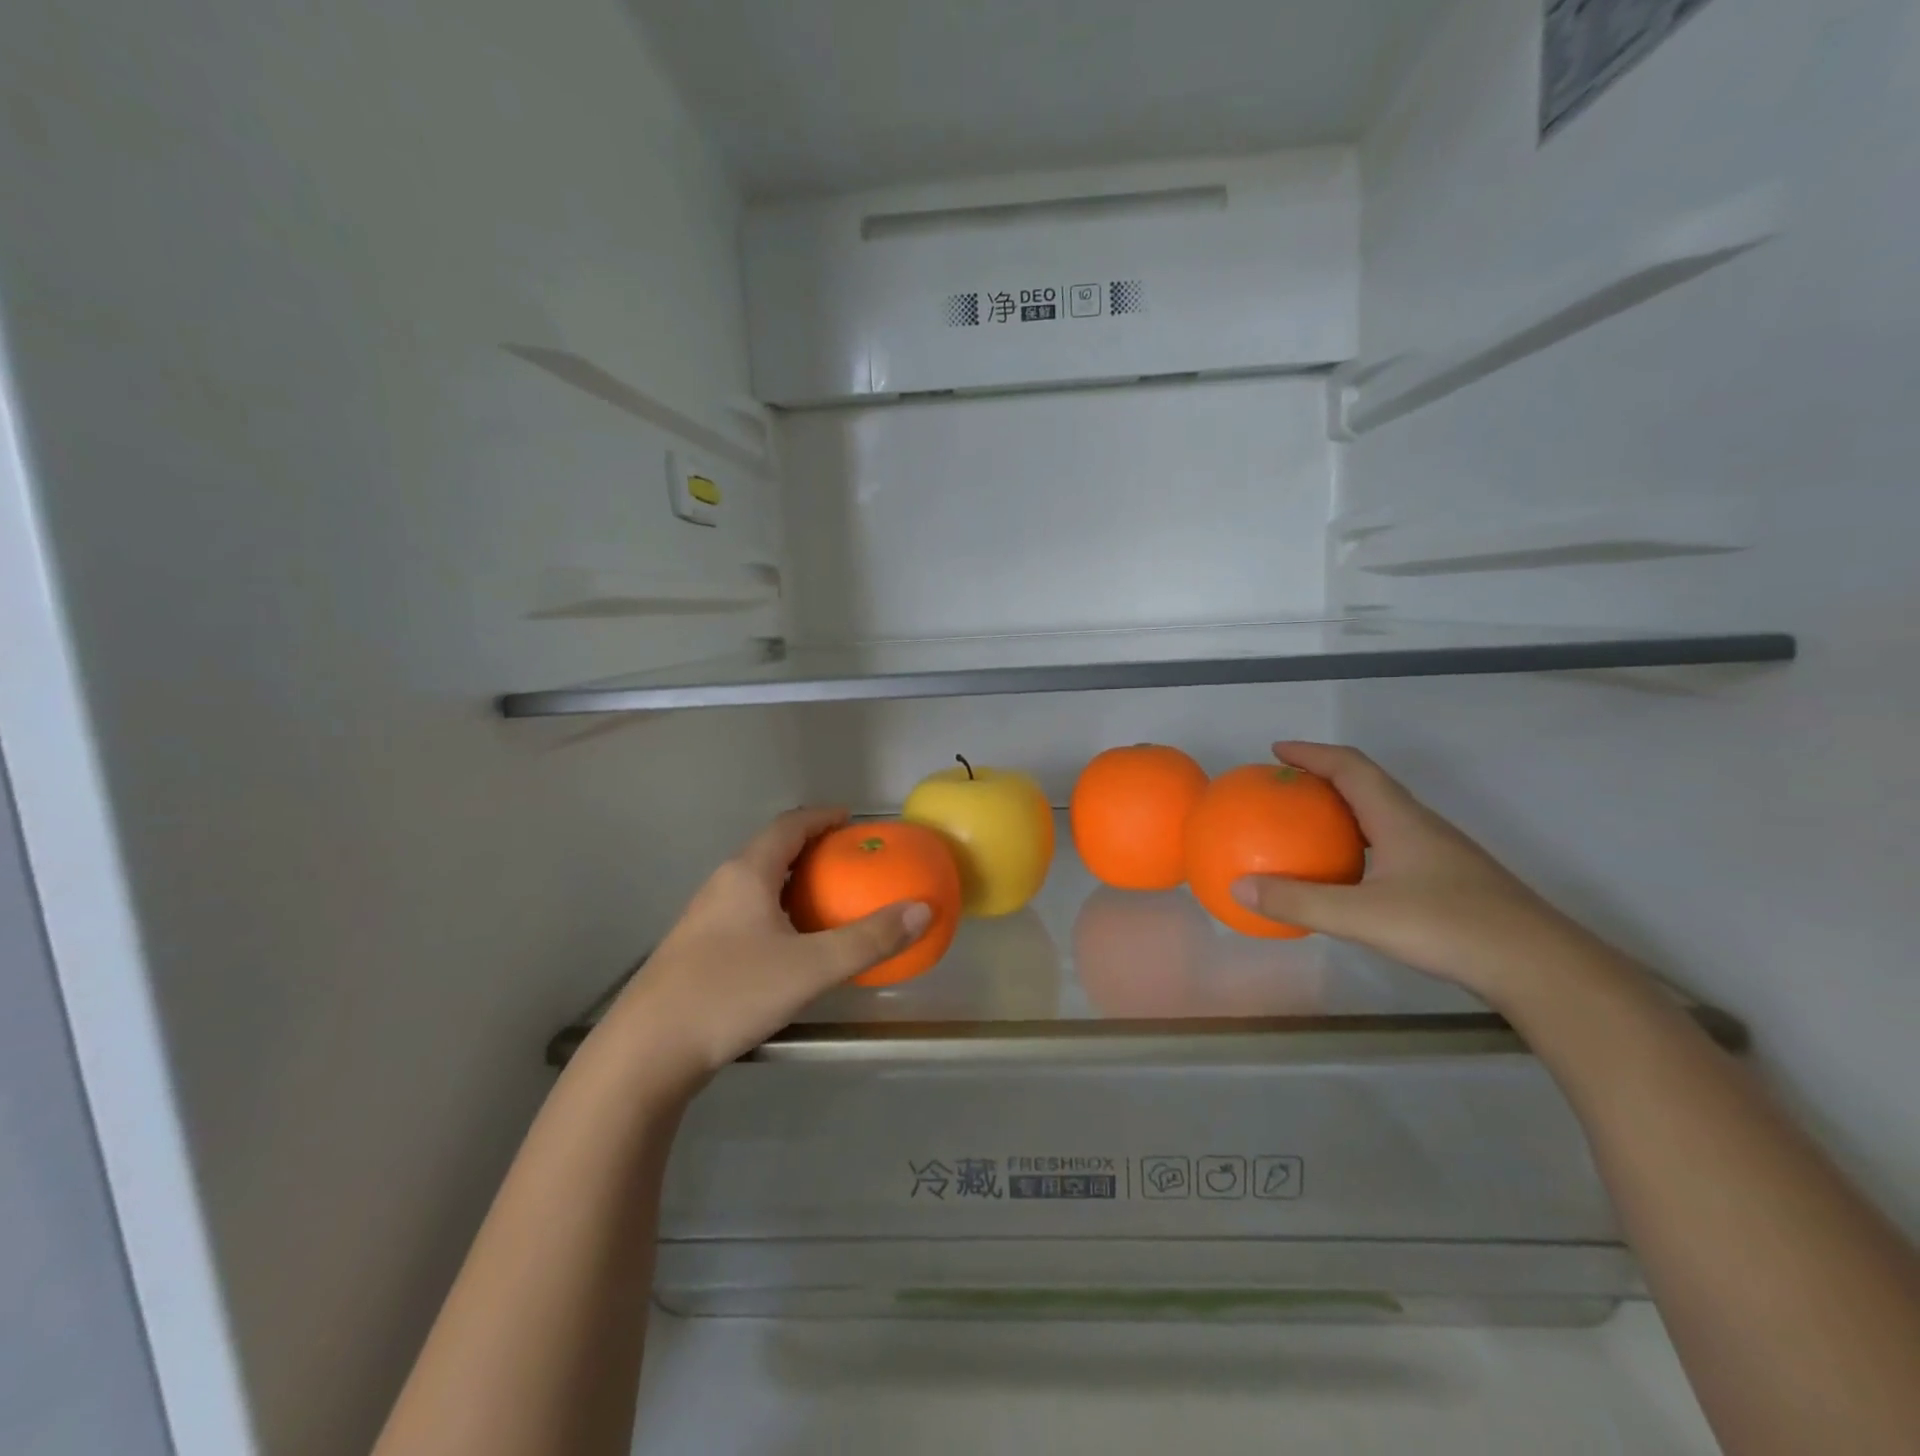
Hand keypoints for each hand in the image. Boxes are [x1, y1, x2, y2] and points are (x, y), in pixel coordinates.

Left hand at [596, 808, 931, 1090]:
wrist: (646, 1052)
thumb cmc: (730, 994)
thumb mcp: (811, 968)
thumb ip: (868, 940)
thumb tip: (922, 910)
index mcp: (747, 874)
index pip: (790, 826)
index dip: (822, 817)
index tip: (852, 819)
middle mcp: (722, 885)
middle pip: (771, 850)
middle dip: (811, 849)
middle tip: (849, 862)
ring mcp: (704, 918)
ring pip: (756, 884)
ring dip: (792, 882)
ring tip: (826, 900)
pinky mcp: (696, 950)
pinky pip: (745, 912)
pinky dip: (776, 910)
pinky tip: (789, 945)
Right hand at [1231, 743, 1606, 1003]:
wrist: (1541, 968)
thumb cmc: (1449, 928)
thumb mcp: (1362, 917)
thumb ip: (1299, 902)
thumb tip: (1238, 888)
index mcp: (1400, 819)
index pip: (1351, 767)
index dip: (1312, 753)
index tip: (1276, 751)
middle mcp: (1420, 826)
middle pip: (1368, 785)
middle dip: (1324, 778)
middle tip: (1285, 789)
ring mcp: (1440, 853)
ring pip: (1383, 817)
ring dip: (1343, 812)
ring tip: (1308, 827)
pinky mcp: (1450, 880)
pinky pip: (1392, 846)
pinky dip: (1360, 845)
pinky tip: (1348, 877)